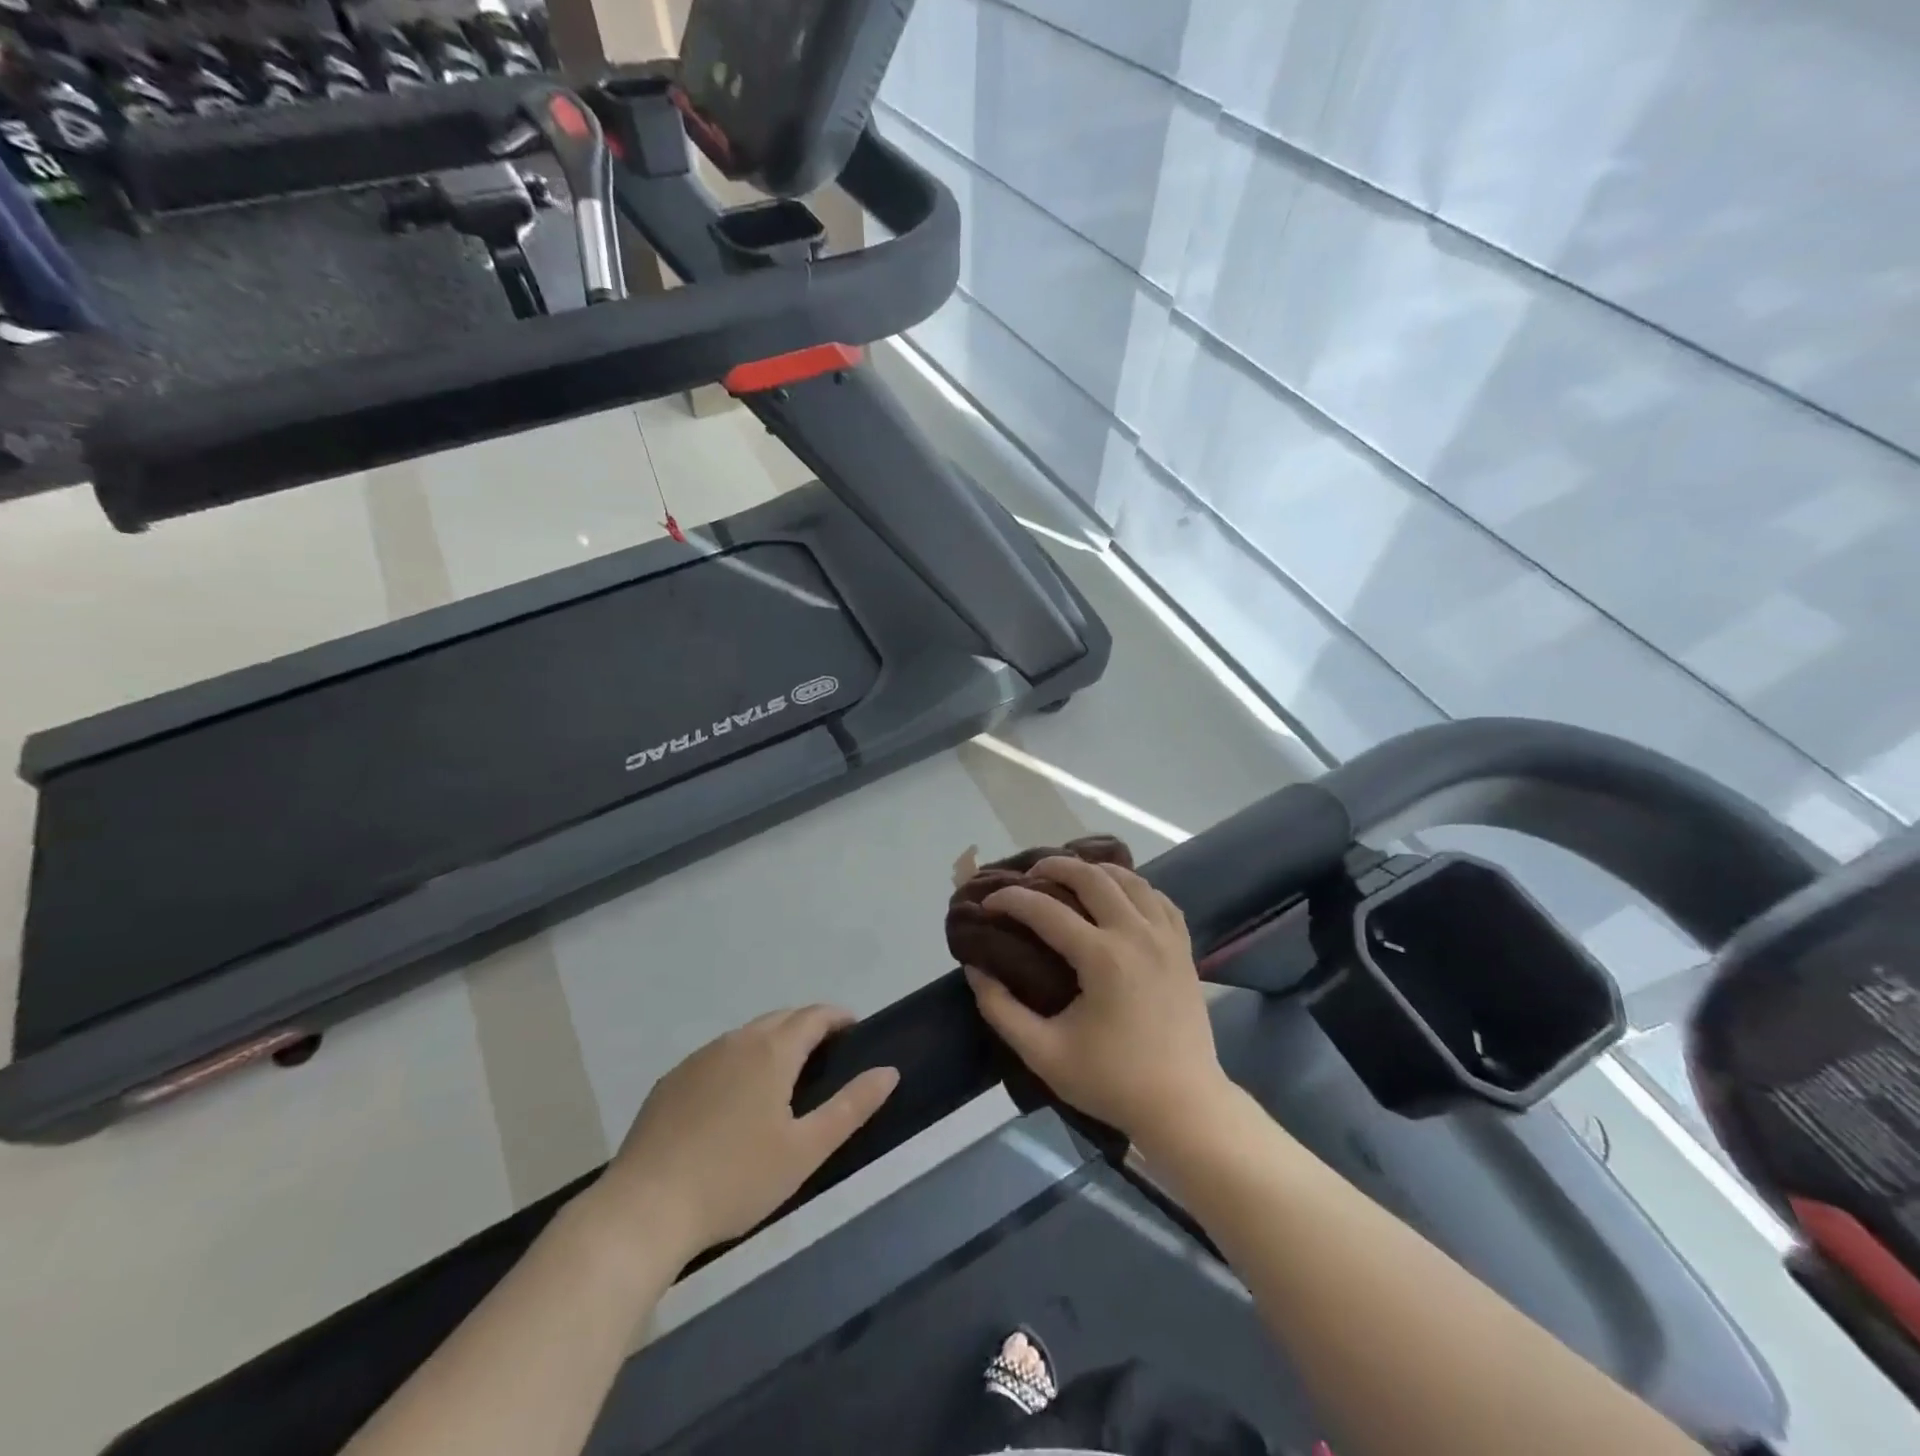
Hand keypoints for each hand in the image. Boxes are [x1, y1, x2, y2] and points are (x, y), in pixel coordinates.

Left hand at [594, 1006, 898, 1263]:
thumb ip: (852, 1106)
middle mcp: (736, 1041)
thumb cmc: (736, 1179)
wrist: (644, 1209)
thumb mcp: (806, 1150)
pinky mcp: (671, 1081)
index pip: (813, 1015)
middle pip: (780, 1019)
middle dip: (807, 1026)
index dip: (837, 1016)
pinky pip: (717, 1056)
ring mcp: (699, 1059)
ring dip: (772, 1042)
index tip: (853, 1028)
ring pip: (747, 1036)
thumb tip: (889, 1071)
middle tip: (826, 1053)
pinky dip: (739, 1061)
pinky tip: (735, 1099)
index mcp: (772, 1050)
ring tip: (785, 1075)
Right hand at [965, 857, 1229, 1146]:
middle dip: (1054, 866)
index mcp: (1102, 958)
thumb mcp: (1044, 1053)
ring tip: (1071, 877)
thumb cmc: (1112, 1082)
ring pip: (1131, 879)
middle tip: (1029, 876)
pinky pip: (1160, 899)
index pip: (1046, 910)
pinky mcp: (1185, 949)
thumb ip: (1001, 1009)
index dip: (1011, 900)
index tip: (988, 903)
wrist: (1184, 1106)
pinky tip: (1120, 897)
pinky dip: (1136, 888)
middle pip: (1092, 877)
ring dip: (1096, 870)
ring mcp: (1166, 938)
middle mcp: (1136, 934)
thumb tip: (975, 969)